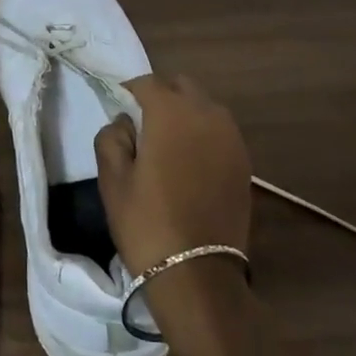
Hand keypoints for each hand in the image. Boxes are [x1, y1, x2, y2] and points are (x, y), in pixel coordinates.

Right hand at [94, 74, 252, 276]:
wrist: (197, 273)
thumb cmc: (146, 223)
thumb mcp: (112, 180)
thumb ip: (112, 137)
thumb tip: (124, 123)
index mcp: (171, 113)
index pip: (147, 82)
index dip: (129, 91)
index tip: (117, 108)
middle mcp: (206, 114)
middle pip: (181, 86)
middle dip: (160, 95)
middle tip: (141, 123)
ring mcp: (231, 137)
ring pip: (204, 106)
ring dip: (184, 112)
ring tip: (166, 142)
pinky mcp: (243, 160)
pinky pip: (219, 130)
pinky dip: (202, 132)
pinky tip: (189, 160)